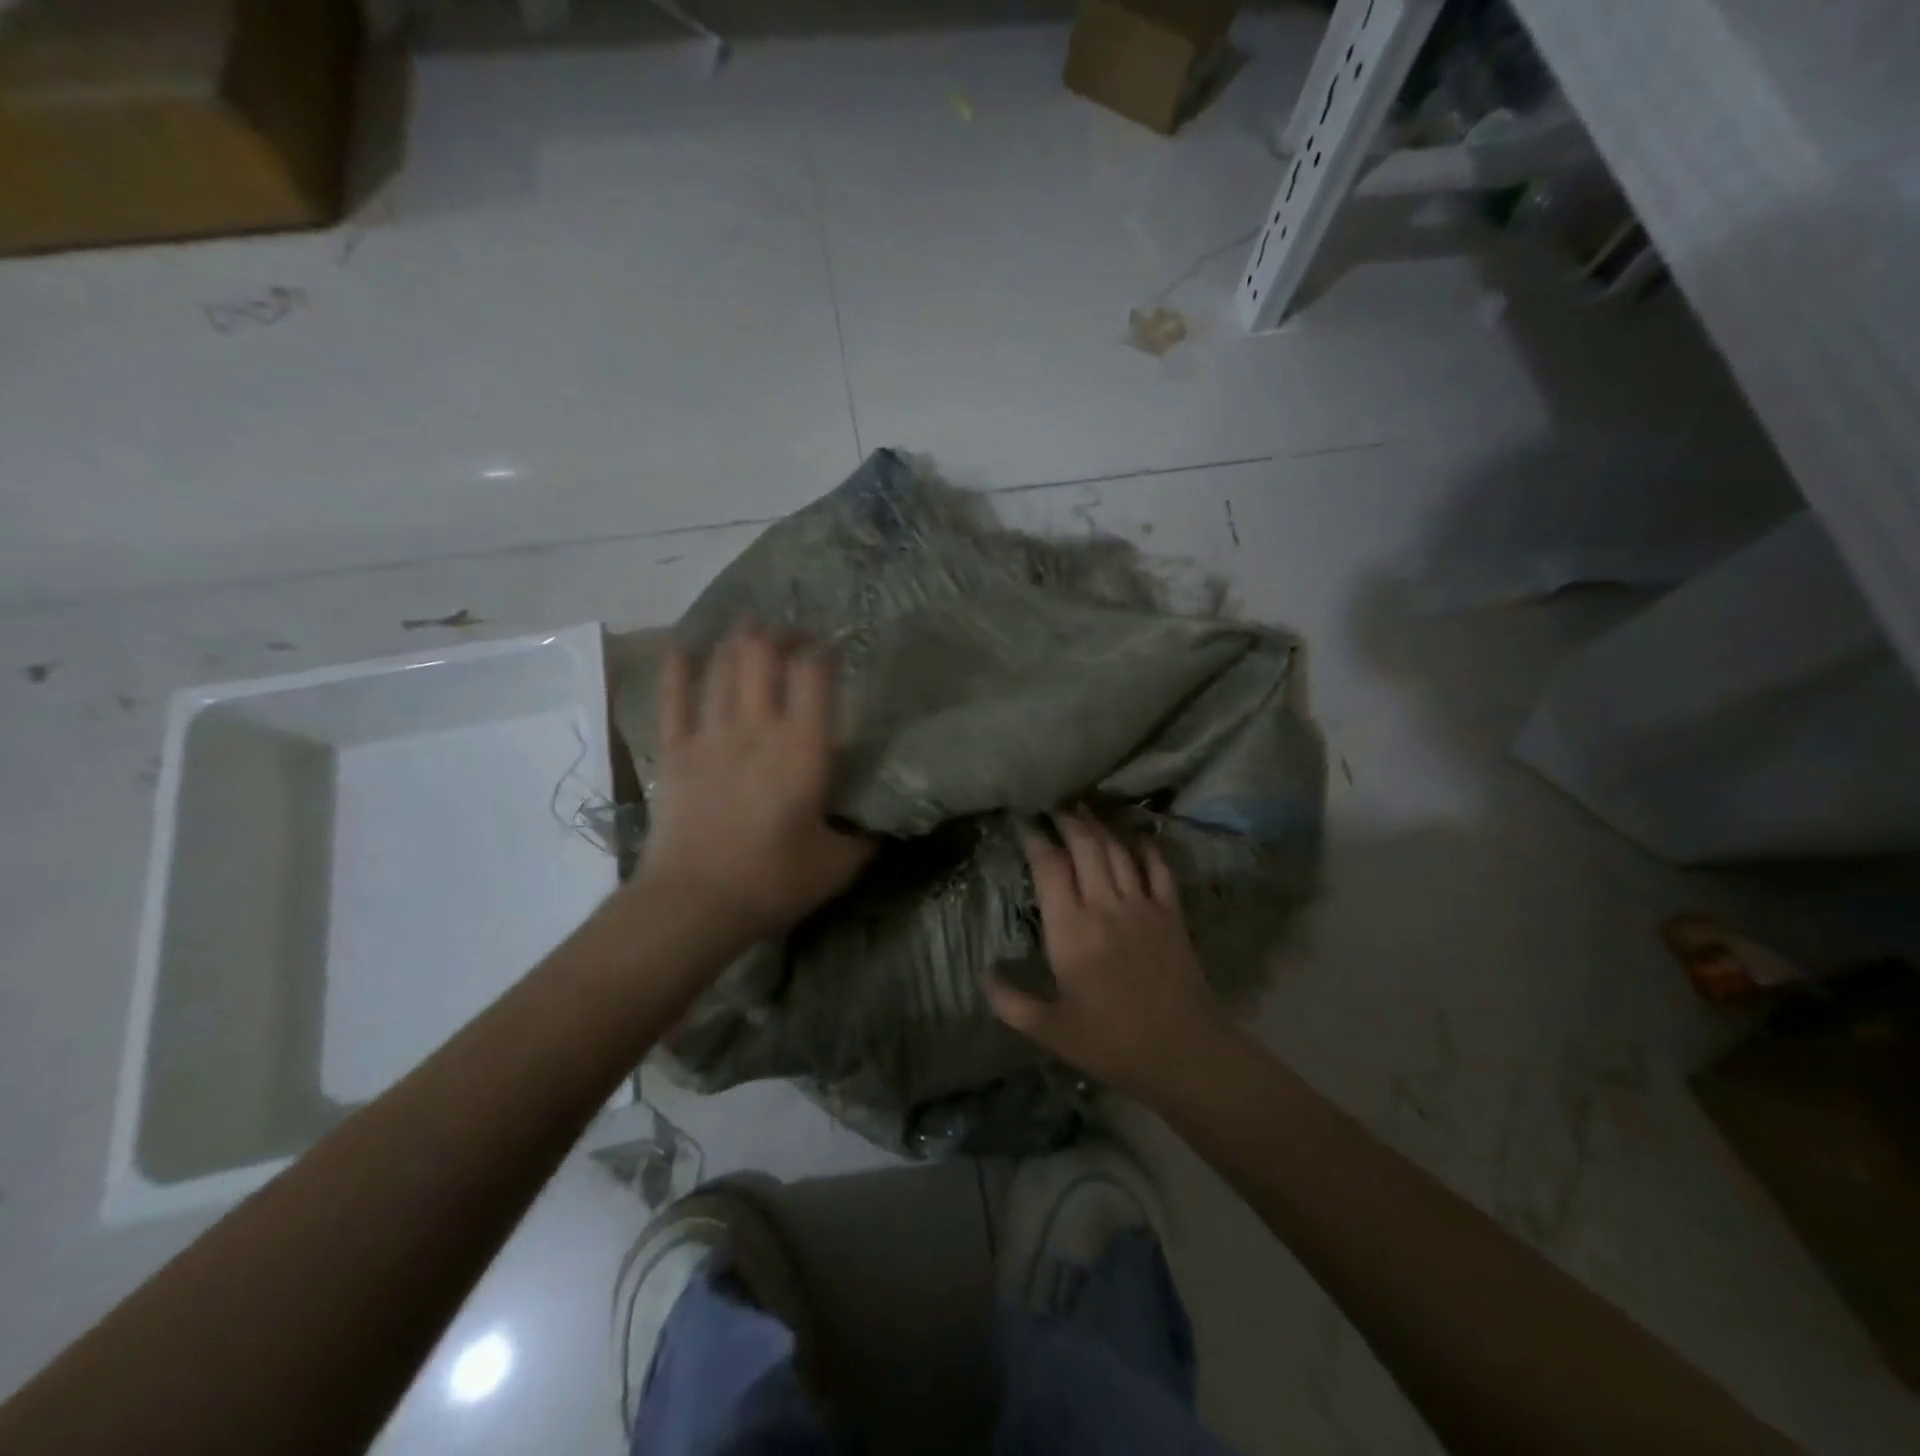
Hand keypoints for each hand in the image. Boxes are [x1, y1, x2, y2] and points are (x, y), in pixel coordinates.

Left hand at [634, 623, 872, 942]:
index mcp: (802, 748)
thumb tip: (878, 822)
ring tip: (750, 630)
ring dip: (738, 641)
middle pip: (763, 655)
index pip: (815, 675)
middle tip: (793, 638)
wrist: (694, 904)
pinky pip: (673, 697)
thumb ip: (863, 836)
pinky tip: (684, 648)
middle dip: (780, 636)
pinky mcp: (674, 751)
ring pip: (722, 667)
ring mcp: (709, 735)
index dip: (825, 651)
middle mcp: (756, 727)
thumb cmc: (772, 882)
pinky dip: (678, 668)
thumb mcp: (838, 864)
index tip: (834, 649)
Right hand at [986, 810, 1226, 1097]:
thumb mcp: (1050, 1030)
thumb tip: (984, 973)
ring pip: (1118, 850)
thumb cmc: (1111, 1042)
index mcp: (1071, 930)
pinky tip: (1138, 835)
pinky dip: (1147, 847)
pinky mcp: (1172, 913)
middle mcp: (1105, 906)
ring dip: (1100, 826)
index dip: (1036, 839)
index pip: (1049, 867)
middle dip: (1068, 819)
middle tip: (1054, 803)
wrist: (1183, 1053)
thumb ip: (1010, 1002)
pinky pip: (1159, 868)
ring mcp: (1142, 906)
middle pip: (1086, 846)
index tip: (1024, 821)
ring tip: (1085, 808)